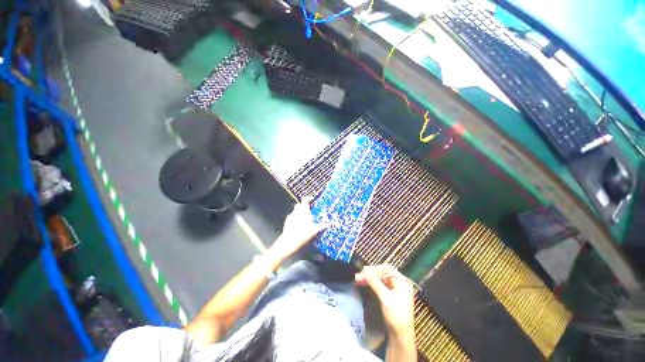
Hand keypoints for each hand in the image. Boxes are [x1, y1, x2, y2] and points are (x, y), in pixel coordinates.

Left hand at [268, 197, 326, 260]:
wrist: (289, 245)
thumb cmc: (304, 236)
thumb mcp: (316, 232)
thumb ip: (322, 227)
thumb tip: (327, 224)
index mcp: (304, 211)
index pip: (305, 200)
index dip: (309, 199)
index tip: (312, 200)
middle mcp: (296, 213)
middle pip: (299, 205)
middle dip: (303, 207)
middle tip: (309, 212)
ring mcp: (290, 218)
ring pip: (295, 212)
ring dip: (299, 214)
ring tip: (305, 222)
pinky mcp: (286, 225)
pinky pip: (291, 219)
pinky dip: (295, 221)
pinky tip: (299, 228)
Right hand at [356, 264, 414, 337]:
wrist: (401, 336)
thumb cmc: (396, 316)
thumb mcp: (385, 298)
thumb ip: (375, 283)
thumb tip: (364, 271)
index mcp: (403, 282)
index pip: (388, 269)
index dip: (376, 268)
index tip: (364, 270)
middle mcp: (400, 283)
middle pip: (383, 273)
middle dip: (371, 274)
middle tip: (359, 275)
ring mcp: (395, 289)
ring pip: (380, 279)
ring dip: (370, 278)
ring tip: (358, 278)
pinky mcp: (390, 295)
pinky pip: (380, 285)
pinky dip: (372, 284)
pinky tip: (364, 283)